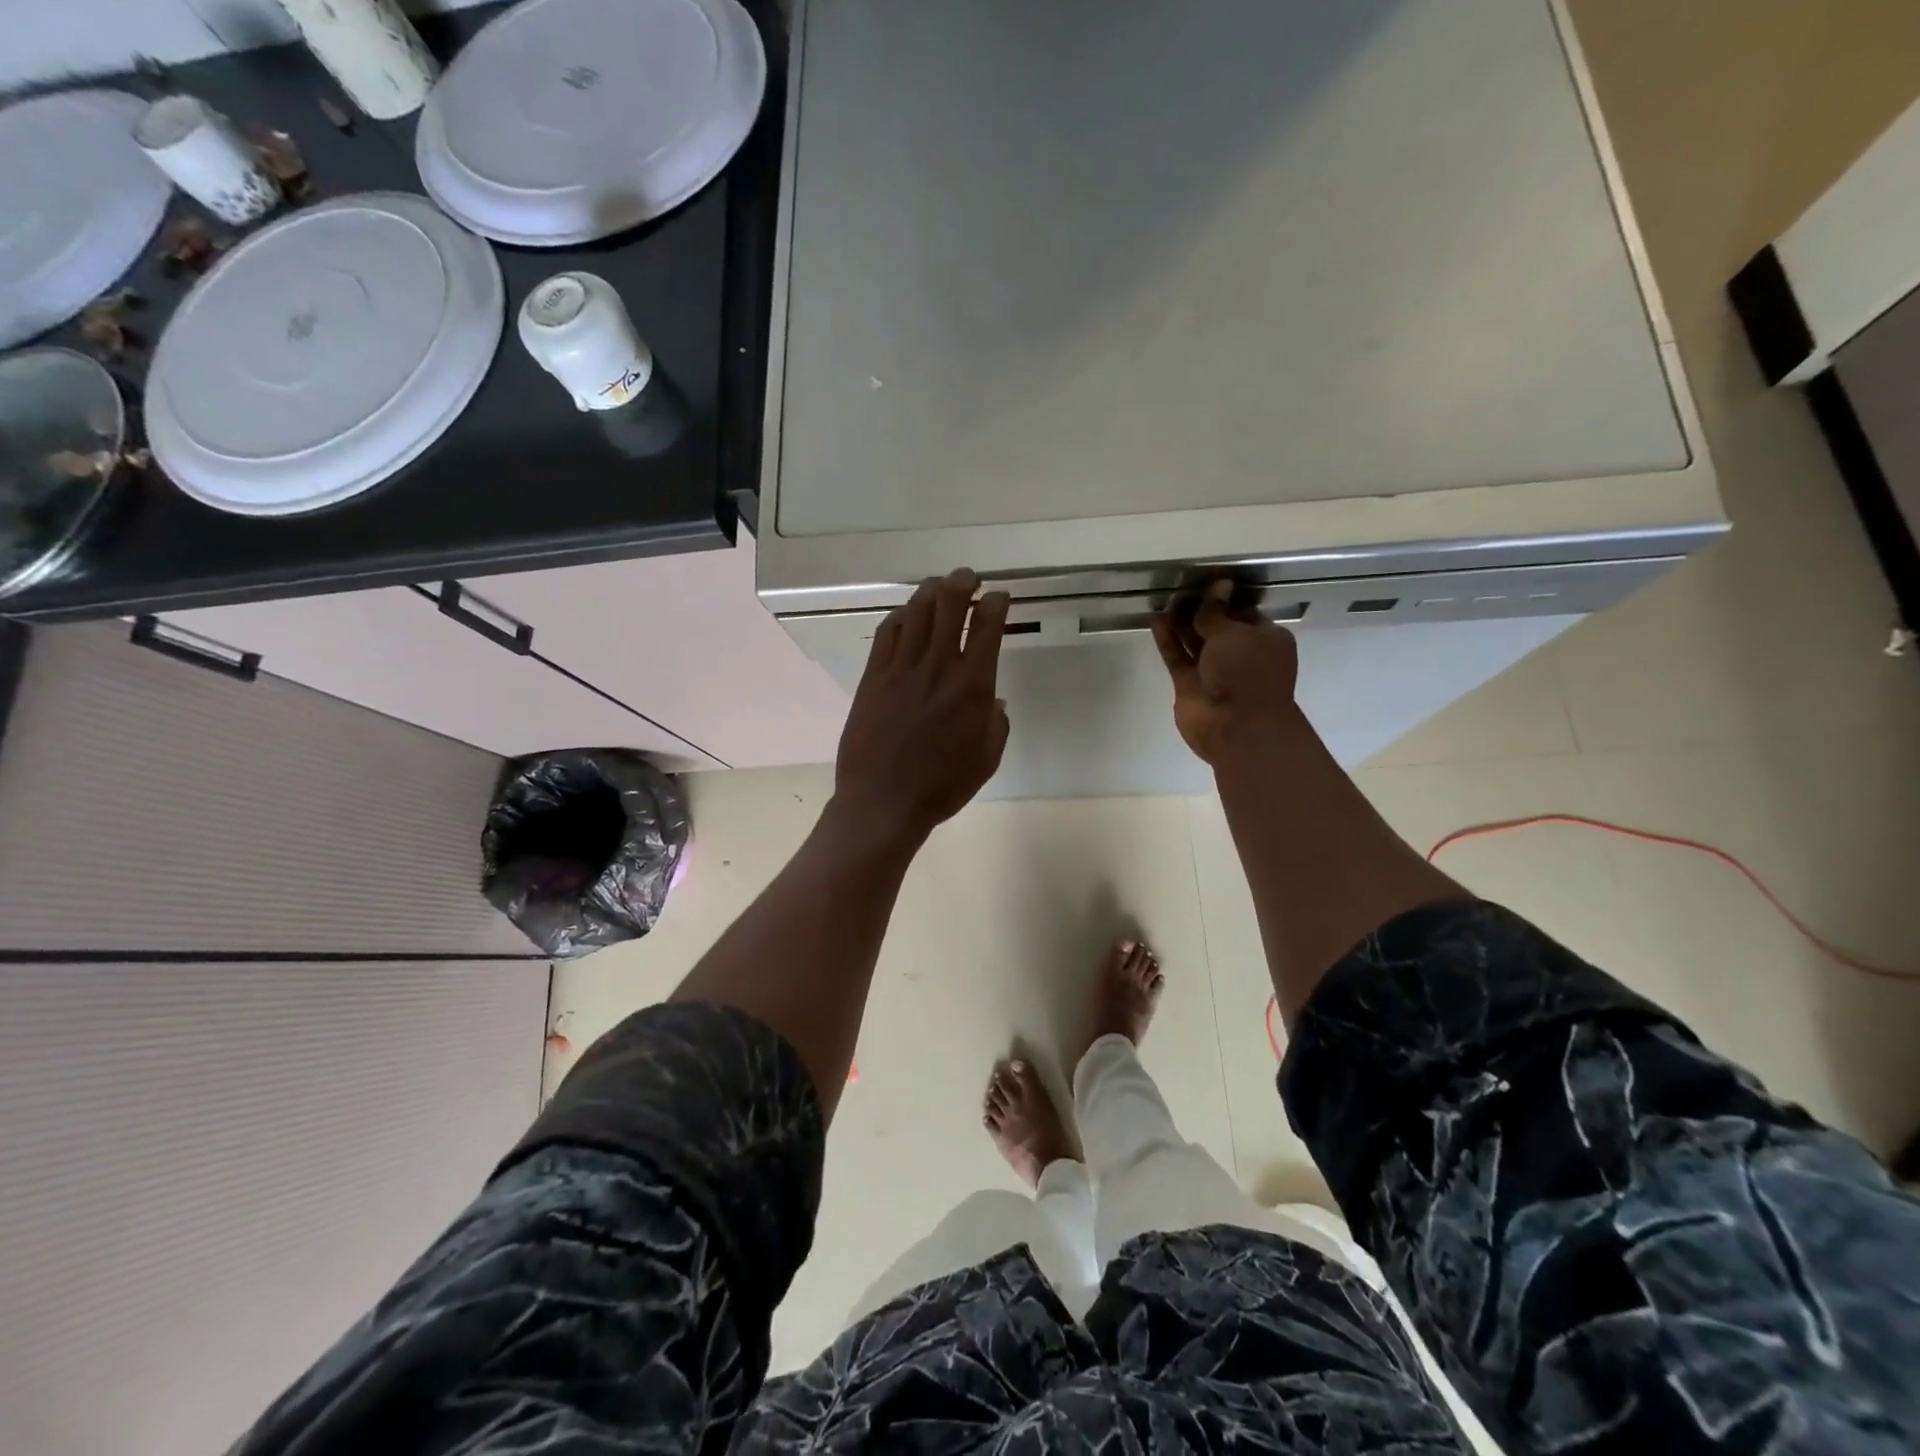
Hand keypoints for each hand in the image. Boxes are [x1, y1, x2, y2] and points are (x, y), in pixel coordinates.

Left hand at [834, 568, 1011, 847]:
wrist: (883, 801)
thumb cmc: (941, 787)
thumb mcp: (986, 760)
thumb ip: (996, 725)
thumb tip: (995, 700)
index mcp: (972, 686)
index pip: (987, 626)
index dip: (995, 603)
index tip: (999, 596)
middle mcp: (938, 667)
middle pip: (949, 606)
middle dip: (962, 583)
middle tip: (968, 577)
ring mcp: (901, 669)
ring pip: (916, 613)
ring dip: (930, 592)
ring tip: (939, 585)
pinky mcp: (873, 677)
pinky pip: (887, 634)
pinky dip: (900, 616)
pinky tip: (906, 614)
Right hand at [1151, 580, 1300, 763]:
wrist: (1237, 727)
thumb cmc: (1247, 672)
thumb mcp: (1233, 633)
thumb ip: (1216, 611)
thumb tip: (1219, 585)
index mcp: (1265, 639)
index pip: (1244, 613)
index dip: (1225, 598)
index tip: (1205, 582)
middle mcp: (1241, 654)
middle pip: (1217, 627)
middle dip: (1201, 609)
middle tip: (1180, 588)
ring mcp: (1214, 671)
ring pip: (1195, 642)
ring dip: (1181, 623)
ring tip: (1164, 599)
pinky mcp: (1189, 685)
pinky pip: (1178, 657)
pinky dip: (1168, 640)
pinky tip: (1155, 620)